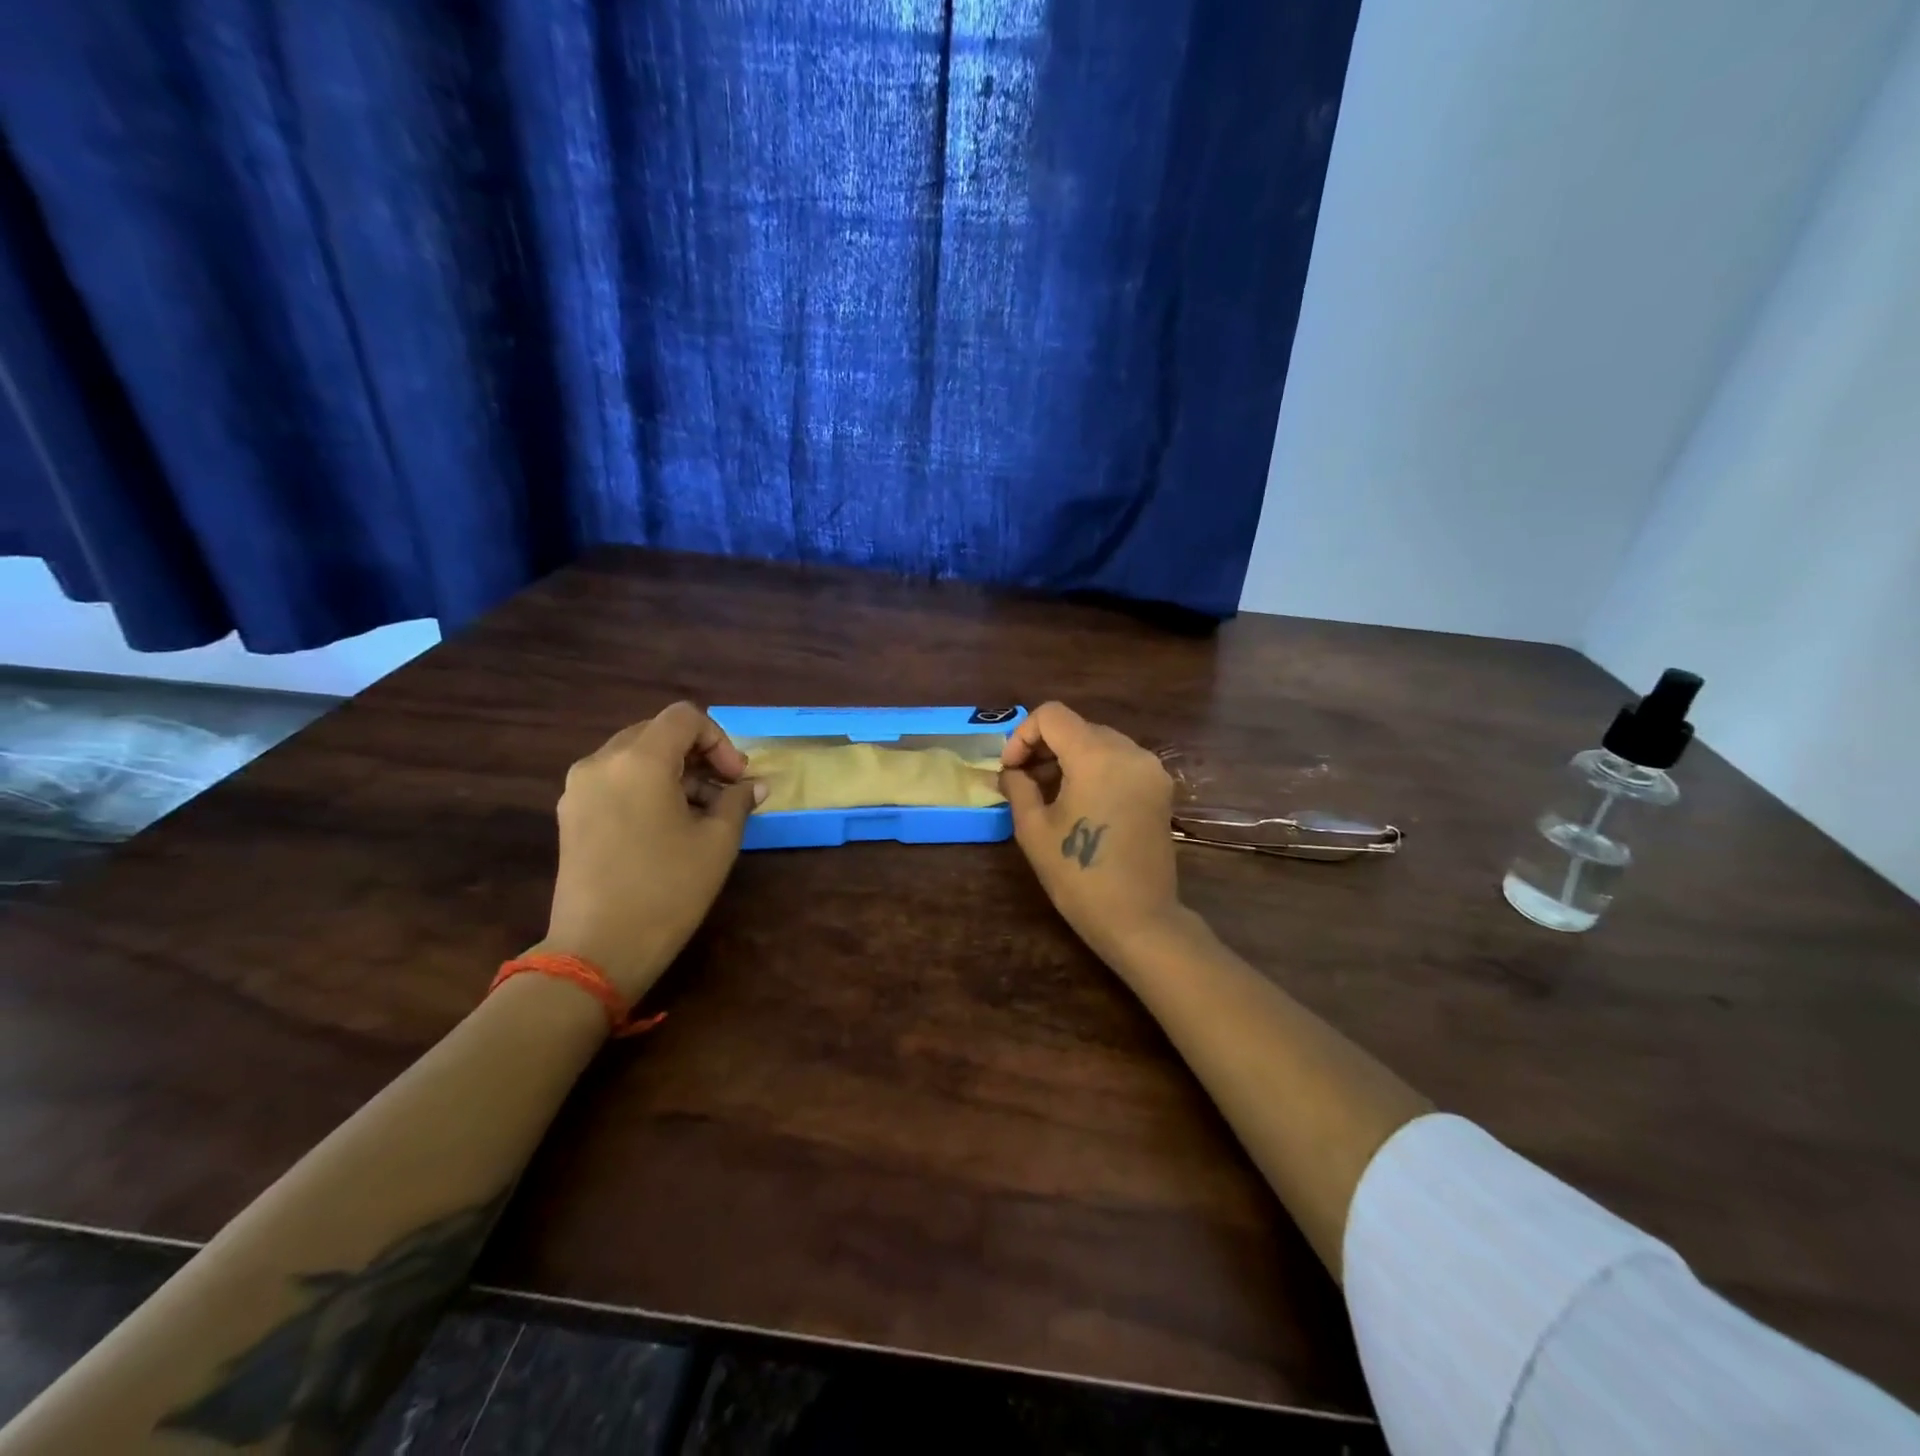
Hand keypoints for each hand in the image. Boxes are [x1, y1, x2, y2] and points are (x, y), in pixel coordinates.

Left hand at [536, 703, 765, 1002]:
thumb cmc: (667, 890)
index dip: (719, 739)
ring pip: (635, 756)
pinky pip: (615, 780)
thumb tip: (752, 786)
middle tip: (724, 790)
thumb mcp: (717, 842)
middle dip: (697, 754)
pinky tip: (666, 824)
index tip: (736, 778)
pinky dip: (646, 787)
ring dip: (673, 771)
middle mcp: (601, 762)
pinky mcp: (570, 814)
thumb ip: (737, 801)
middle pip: (657, 732)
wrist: (598, 949)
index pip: (684, 717)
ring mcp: (579, 788)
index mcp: (639, 760)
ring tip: (699, 812)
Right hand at [1000, 702, 1185, 964]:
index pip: (1052, 715)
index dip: (1023, 735)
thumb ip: (1018, 787)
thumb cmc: (1079, 876)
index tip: (1011, 769)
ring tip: (1049, 792)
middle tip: (1023, 780)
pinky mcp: (1160, 788)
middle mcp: (1129, 751)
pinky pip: (1120, 761)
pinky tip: (1080, 800)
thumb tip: (1011, 771)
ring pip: (1100, 742)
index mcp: (1096, 756)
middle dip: (1045, 746)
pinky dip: (1095, 768)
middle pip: (1078, 726)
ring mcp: (1150, 769)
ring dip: (1070, 757)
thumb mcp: (1034, 830)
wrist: (1139, 919)